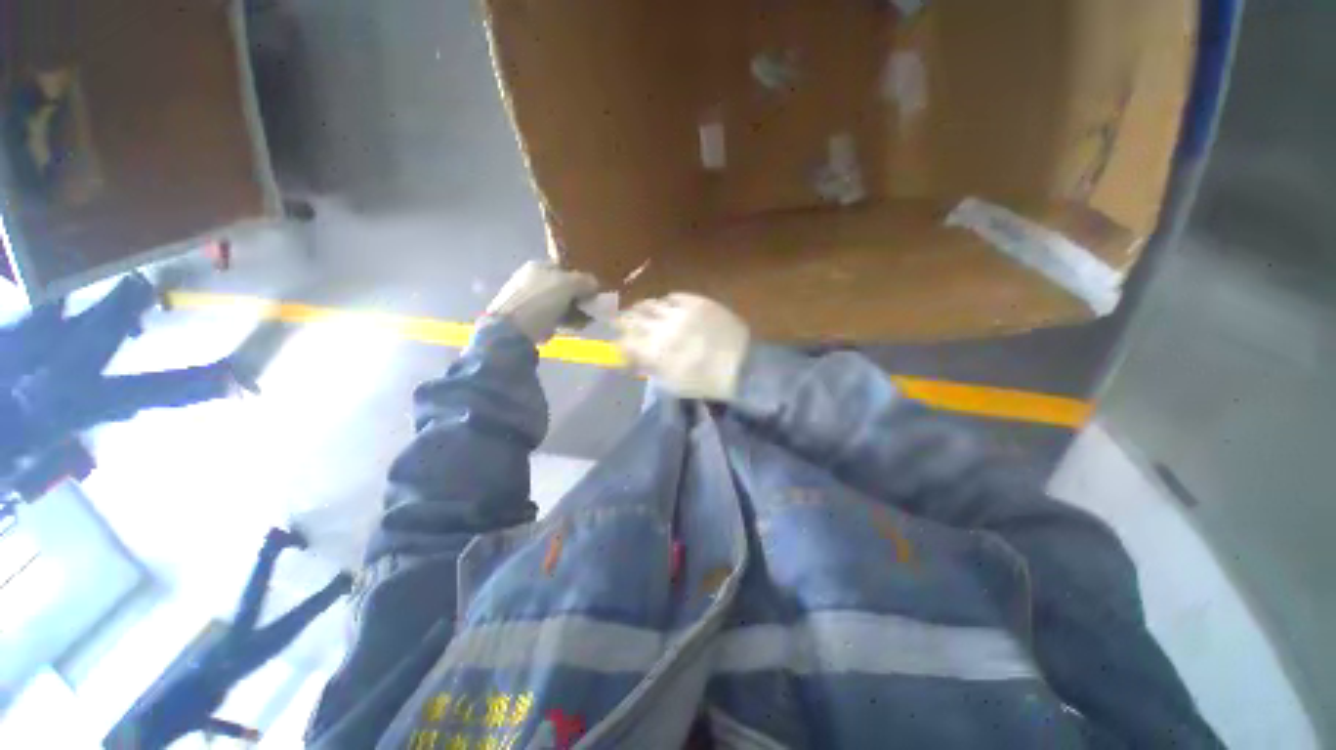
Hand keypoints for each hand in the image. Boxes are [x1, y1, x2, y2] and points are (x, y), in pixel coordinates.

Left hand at [486, 262, 598, 342]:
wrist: (514, 329)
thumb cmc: (542, 300)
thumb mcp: (568, 284)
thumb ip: (585, 281)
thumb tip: (594, 283)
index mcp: (539, 266)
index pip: (566, 268)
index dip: (581, 279)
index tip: (593, 292)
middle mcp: (533, 280)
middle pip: (564, 287)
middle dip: (579, 298)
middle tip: (590, 309)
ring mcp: (531, 300)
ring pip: (561, 304)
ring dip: (575, 312)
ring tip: (584, 322)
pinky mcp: (531, 318)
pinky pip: (554, 317)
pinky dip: (565, 321)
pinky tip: (573, 327)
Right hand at [616, 293, 749, 401]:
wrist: (740, 365)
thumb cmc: (704, 381)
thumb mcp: (671, 382)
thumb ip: (648, 367)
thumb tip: (631, 358)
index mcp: (655, 351)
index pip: (624, 341)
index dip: (618, 342)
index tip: (619, 344)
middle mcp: (663, 327)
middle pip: (632, 318)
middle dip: (624, 322)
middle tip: (624, 324)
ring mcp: (680, 311)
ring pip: (650, 304)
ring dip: (643, 310)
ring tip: (645, 315)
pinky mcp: (697, 301)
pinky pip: (673, 296)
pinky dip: (666, 302)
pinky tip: (668, 308)